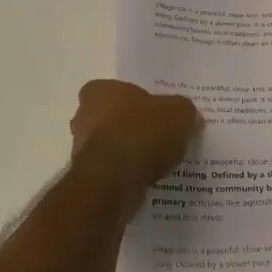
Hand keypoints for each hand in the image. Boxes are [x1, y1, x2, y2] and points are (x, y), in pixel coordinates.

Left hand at [70, 80, 201, 213]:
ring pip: (112, 145)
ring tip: (160, 161)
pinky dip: (128, 173)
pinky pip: (113, 170)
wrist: (115, 181)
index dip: (136, 100)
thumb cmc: (142, 134)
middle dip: (133, 126)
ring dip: (130, 152)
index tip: (156, 111)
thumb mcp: (179, 113)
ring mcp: (82, 148)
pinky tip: (149, 178)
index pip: (116, 89)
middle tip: (161, 135)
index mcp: (100, 91)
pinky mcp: (88, 177)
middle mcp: (84, 116)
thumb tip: (189, 117)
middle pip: (113, 117)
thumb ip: (184, 111)